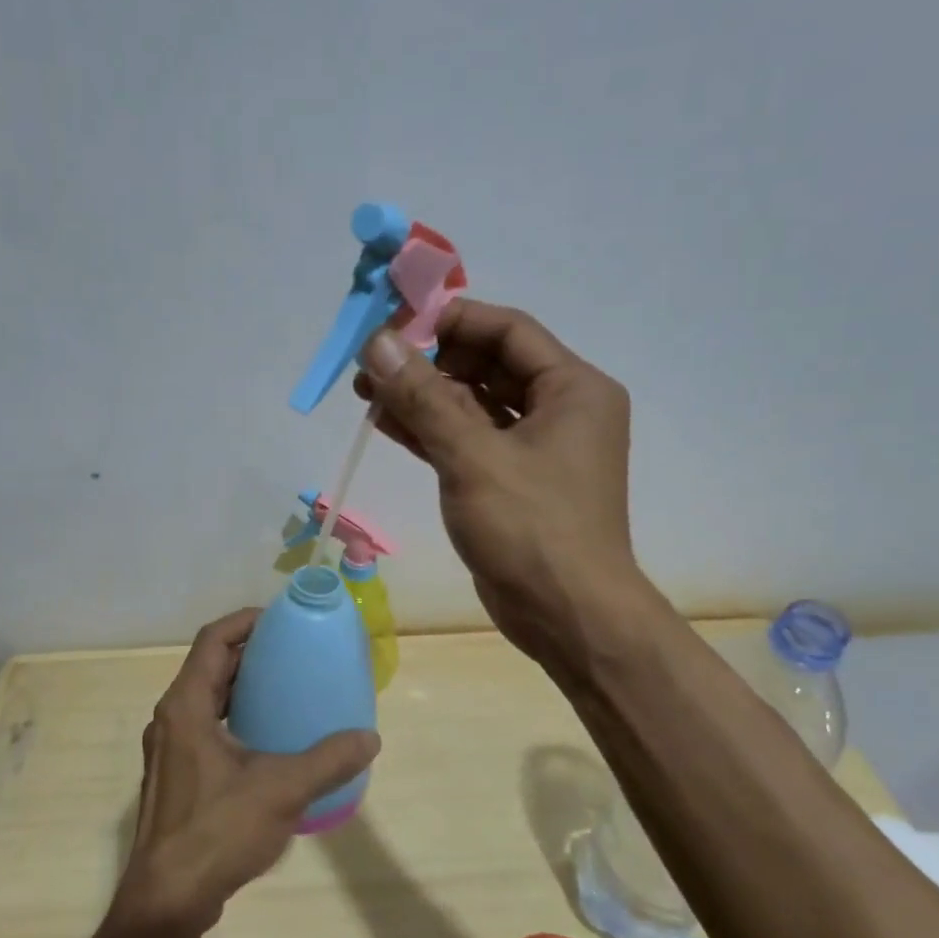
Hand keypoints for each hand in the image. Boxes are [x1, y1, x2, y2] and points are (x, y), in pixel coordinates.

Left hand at [114, 609, 380, 937]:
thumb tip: (369, 738)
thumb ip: (328, 760)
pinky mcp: (175, 776)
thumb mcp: (281, 790)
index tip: (281, 618)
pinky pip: (205, 726)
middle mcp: (171, 718)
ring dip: (241, 685)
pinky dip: (234, 716)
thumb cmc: (217, 831)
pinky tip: (267, 738)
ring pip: (206, 698)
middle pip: (209, 665)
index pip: (212, 640)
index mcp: (186, 706)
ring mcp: (169, 749)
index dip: (245, 621)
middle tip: (292, 650)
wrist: (167, 900)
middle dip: (248, 651)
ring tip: (284, 687)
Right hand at [355, 299, 648, 671]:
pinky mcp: (511, 482)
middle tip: (372, 360)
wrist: (568, 617)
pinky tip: (385, 422)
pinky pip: (468, 441)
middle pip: (488, 366)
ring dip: (423, 397)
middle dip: (429, 361)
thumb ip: (424, 397)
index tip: (397, 322)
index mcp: (574, 389)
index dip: (452, 320)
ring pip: (473, 405)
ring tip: (365, 389)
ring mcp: (535, 449)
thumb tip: (378, 343)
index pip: (508, 330)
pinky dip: (430, 431)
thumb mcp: (473, 456)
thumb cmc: (532, 529)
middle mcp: (561, 410)